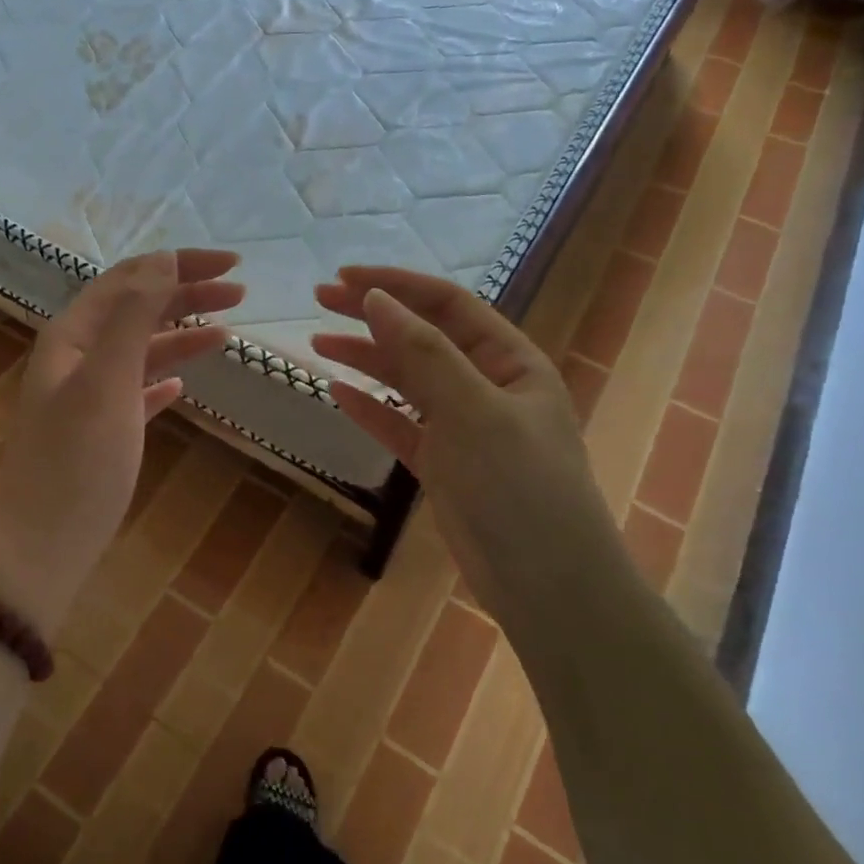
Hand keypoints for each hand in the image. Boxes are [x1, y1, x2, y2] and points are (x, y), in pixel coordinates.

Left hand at [0, 250, 243, 633]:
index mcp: (73, 336)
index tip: (232, 263)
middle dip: (185, 293)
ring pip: (140, 349)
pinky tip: (183, 383)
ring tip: (228, 330)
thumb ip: (133, 318)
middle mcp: (77, 357)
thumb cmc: (77, 460)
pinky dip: (161, 378)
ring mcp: (87, 396)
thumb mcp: (107, 382)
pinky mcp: (100, 431)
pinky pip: (136, 390)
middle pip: (136, 309)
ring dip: (181, 334)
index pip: (130, 279)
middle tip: (240, 292)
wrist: (43, 545)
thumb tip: (163, 260)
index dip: (179, 264)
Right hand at [311, 265, 631, 621]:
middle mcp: (487, 385)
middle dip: (372, 315)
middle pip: (422, 337)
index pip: (447, 305)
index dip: (396, 285)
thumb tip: (375, 298)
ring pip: (407, 380)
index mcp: (510, 361)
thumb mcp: (472, 410)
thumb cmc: (518, 486)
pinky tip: (337, 392)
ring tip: (317, 342)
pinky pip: (400, 424)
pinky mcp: (443, 464)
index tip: (342, 278)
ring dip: (365, 358)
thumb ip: (423, 353)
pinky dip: (370, 407)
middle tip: (318, 300)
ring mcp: (464, 426)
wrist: (546, 585)